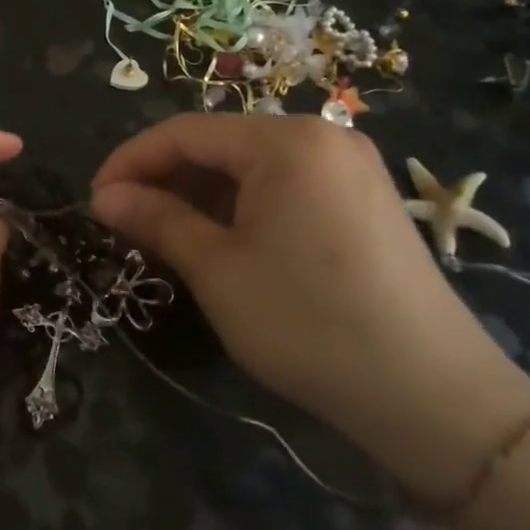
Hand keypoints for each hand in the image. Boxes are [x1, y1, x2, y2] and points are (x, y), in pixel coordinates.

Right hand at [90, 114, 529, 501]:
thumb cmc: (309, 322)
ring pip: (250, 166)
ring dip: (201, 195)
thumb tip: (103, 197)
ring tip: (167, 236)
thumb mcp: (217, 270)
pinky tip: (223, 242)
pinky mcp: (364, 199)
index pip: (184, 132)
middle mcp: (321, 137)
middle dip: (165, 179)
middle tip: (126, 222)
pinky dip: (242, 207)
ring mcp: (350, 167)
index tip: (93, 199)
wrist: (436, 397)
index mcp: (285, 141)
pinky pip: (284, 185)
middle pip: (219, 144)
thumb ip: (156, 220)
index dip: (130, 162)